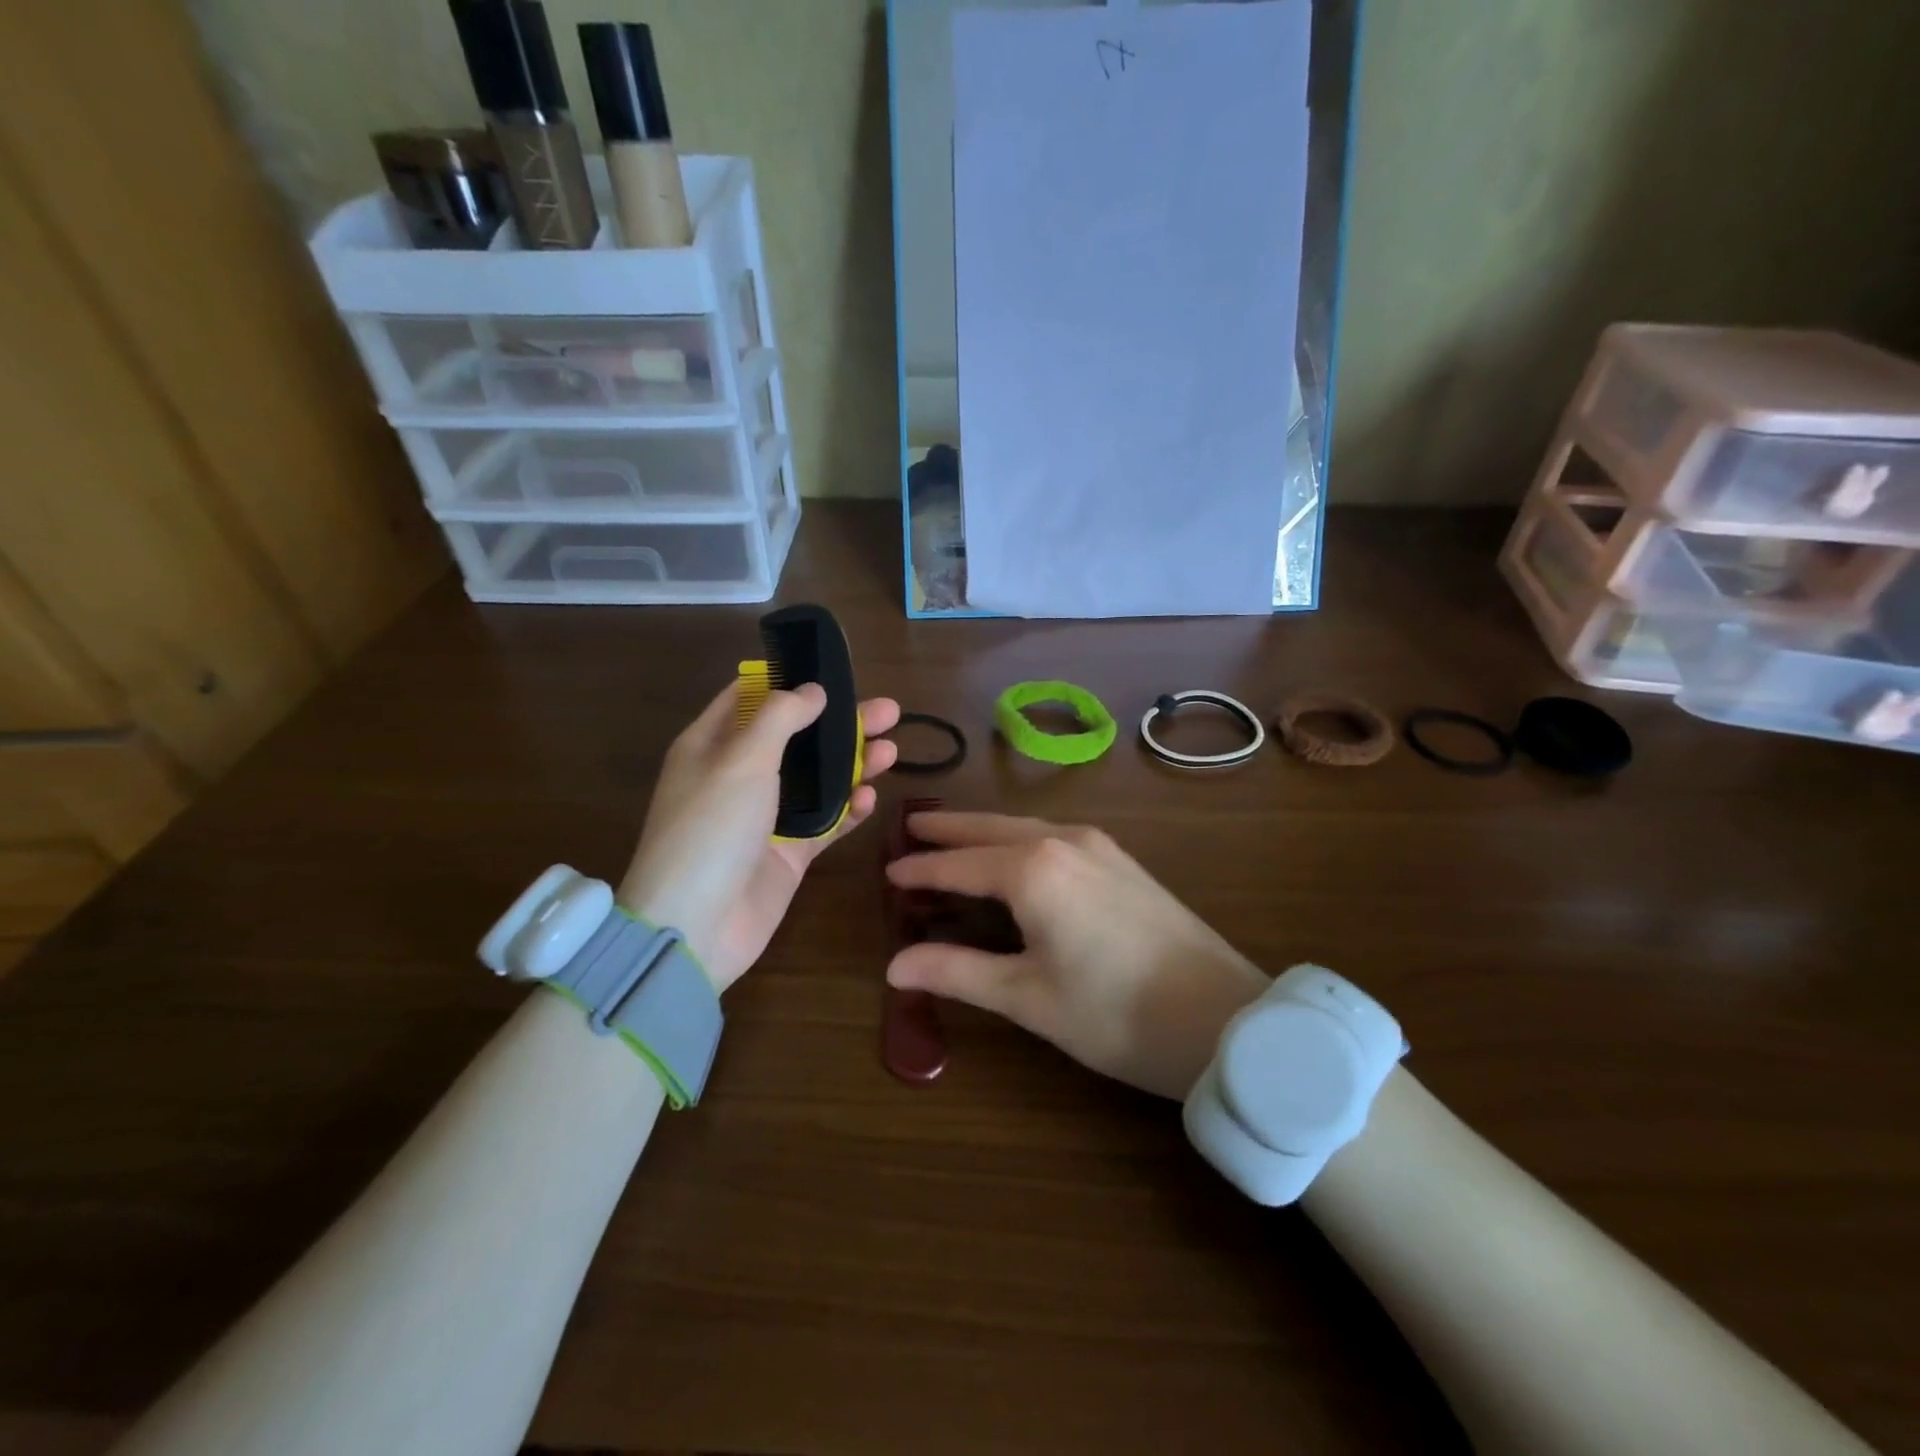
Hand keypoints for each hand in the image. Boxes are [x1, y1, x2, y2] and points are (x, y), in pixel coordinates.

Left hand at [619, 682, 899, 991]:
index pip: (750, 698)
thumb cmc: (711, 828)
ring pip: (818, 780)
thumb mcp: (742, 759)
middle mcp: (738, 776)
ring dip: (853, 764)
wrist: (695, 926)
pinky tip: (872, 798)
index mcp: (712, 745)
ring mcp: (765, 817)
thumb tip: (813, 690)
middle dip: (840, 723)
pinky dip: (849, 810)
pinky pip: (826, 823)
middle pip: (796, 738)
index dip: (788, 681)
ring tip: (893, 751)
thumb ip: (781, 718)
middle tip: (889, 711)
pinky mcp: (788, 853)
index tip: (831, 672)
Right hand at [885, 813, 1268, 1097]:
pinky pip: (1054, 835)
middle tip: (912, 827)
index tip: (887, 871)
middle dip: (950, 829)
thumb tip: (895, 965)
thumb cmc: (1116, 1014)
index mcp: (1032, 869)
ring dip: (986, 831)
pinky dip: (1019, 839)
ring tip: (956, 837)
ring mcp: (1099, 847)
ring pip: (1025, 827)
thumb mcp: (1028, 998)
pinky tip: (1017, 854)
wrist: (1225, 1018)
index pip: (959, 865)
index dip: (921, 870)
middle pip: (991, 829)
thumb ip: (958, 973)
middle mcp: (1063, 841)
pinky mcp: (1122, 861)